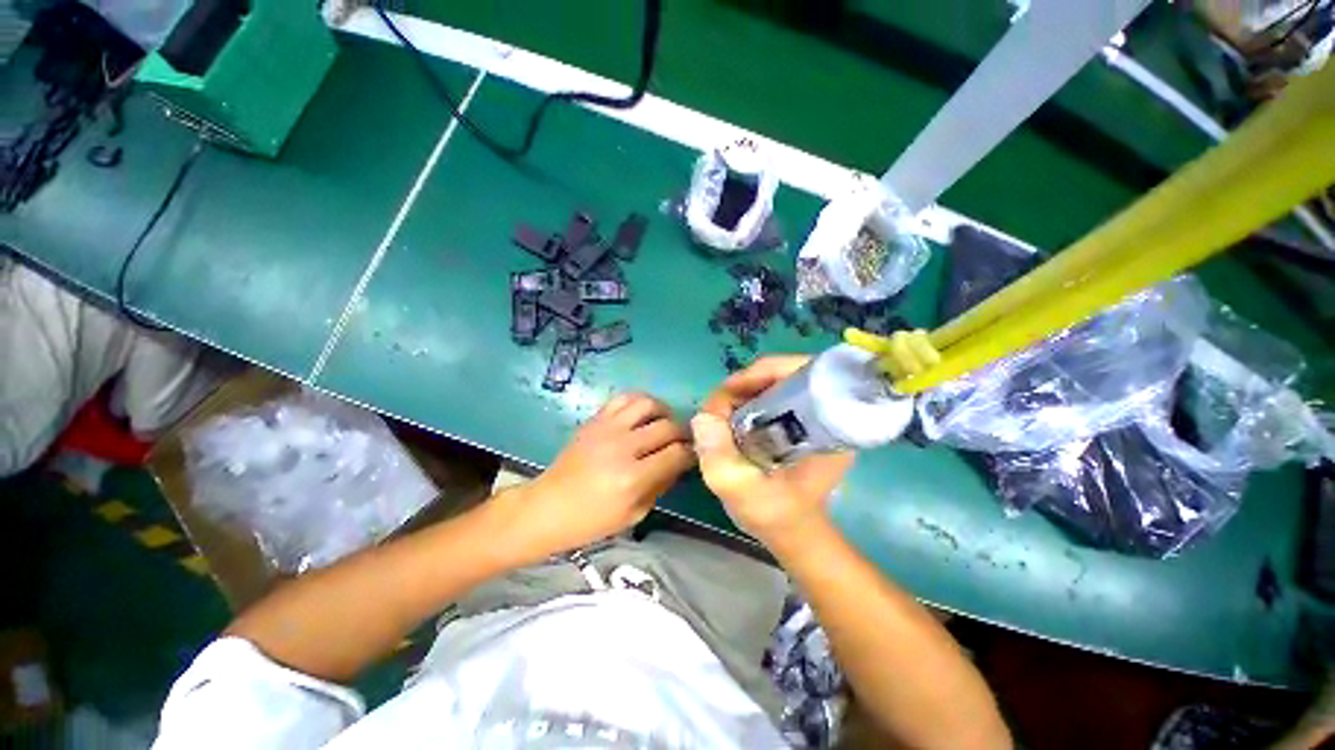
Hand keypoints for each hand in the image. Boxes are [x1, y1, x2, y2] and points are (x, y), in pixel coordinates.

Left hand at [499, 393, 694, 559]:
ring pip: (648, 404)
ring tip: (665, 423)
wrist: (548, 506)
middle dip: (683, 434)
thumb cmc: (591, 521)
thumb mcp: (634, 514)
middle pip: (667, 427)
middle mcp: (622, 447)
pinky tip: (644, 414)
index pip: (676, 454)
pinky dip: (641, 402)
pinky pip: (624, 398)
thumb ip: (661, 485)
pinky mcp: (595, 419)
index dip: (691, 454)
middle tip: (683, 442)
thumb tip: (679, 463)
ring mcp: (607, 428)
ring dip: (664, 412)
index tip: (694, 456)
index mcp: (632, 477)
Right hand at [691, 356, 853, 552]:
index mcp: (827, 426)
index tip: (729, 393)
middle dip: (745, 384)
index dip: (762, 374)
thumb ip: (720, 458)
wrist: (793, 533)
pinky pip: (770, 396)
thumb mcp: (742, 492)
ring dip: (742, 392)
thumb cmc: (776, 516)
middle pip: (784, 373)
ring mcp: (812, 415)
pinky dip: (746, 400)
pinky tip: (731, 419)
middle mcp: (826, 413)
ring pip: (774, 382)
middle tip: (718, 407)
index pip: (802, 372)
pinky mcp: (798, 420)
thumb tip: (702, 416)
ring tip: (720, 414)